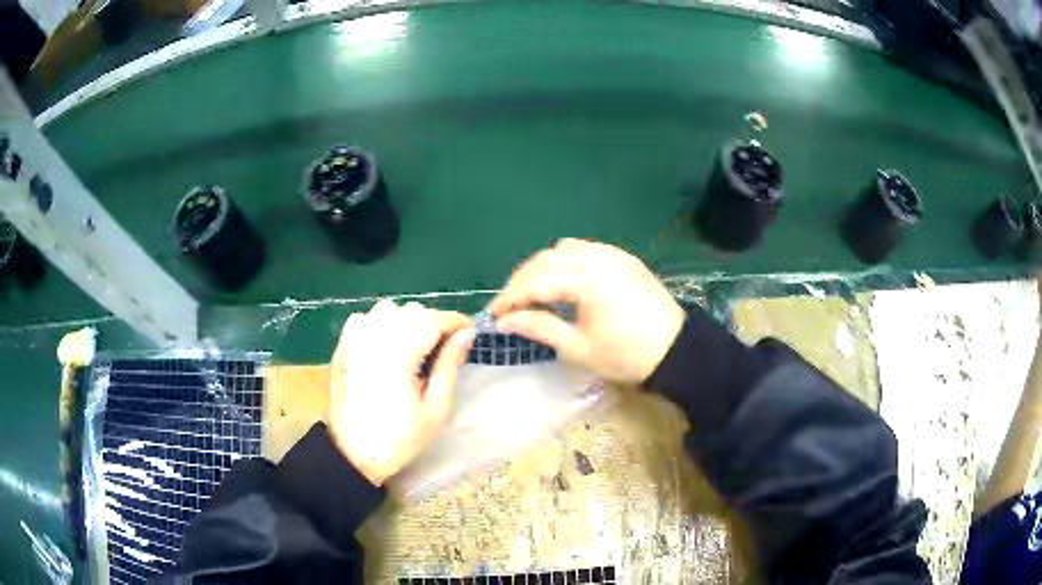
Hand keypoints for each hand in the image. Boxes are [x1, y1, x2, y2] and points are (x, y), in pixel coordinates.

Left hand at [329, 299, 473, 485]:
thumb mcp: (436, 408)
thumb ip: (450, 365)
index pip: (434, 318)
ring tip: (413, 348)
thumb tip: (467, 333)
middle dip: (433, 323)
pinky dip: (380, 324)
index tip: (470, 333)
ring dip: (406, 320)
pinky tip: (385, 347)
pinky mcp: (342, 344)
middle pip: (412, 310)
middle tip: (443, 349)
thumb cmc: (400, 437)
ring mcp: (354, 338)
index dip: (456, 321)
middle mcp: (375, 336)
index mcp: (400, 353)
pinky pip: (366, 318)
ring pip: (388, 309)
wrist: (353, 453)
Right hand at [489, 238, 684, 385]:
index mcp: (588, 280)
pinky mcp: (622, 257)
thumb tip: (503, 322)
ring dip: (542, 266)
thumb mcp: (579, 348)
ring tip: (531, 292)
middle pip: (546, 259)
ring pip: (564, 249)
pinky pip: (584, 249)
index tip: (493, 315)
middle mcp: (598, 256)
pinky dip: (564, 260)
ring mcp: (612, 253)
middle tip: (508, 305)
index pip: (537, 281)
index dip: (511, 297)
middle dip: (522, 280)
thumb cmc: (627, 356)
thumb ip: (539, 328)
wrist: (677, 351)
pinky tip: (560, 280)